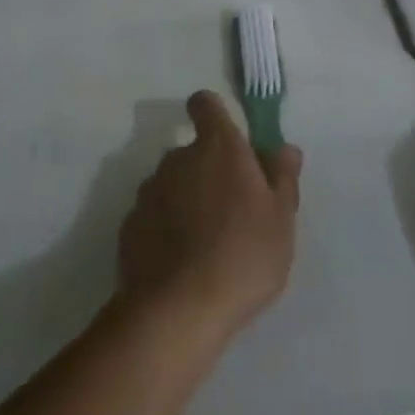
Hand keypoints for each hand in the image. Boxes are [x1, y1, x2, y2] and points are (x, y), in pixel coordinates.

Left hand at [117, 91, 301, 341]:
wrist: (179, 309)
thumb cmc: (243, 255)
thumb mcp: (281, 219)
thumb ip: (282, 176)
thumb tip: (284, 147)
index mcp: (218, 147)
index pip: (205, 104)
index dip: (213, 113)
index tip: (226, 137)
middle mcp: (178, 158)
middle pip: (192, 151)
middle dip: (208, 171)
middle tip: (231, 211)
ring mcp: (149, 190)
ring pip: (171, 183)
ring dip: (186, 200)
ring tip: (205, 243)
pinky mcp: (130, 224)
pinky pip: (153, 215)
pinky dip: (165, 228)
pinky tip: (180, 262)